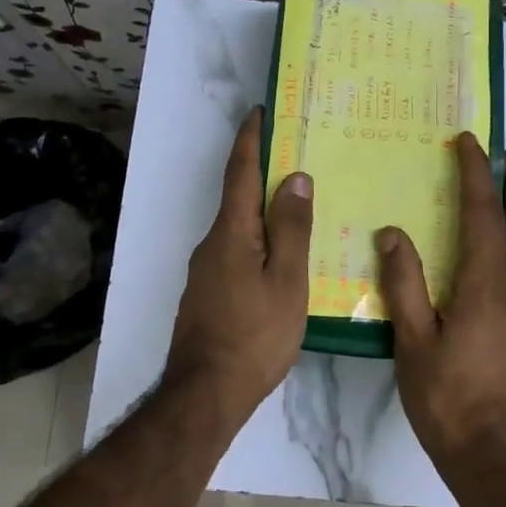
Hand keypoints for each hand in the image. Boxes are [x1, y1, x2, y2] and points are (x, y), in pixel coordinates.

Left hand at [164, 107, 313, 421]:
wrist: (206, 394)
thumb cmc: (254, 334)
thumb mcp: (286, 280)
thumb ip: (291, 228)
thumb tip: (294, 178)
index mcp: (231, 232)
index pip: (239, 172)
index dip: (250, 140)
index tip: (261, 112)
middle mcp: (212, 243)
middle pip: (238, 197)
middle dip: (263, 173)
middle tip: (298, 158)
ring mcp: (206, 271)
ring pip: (239, 228)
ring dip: (264, 210)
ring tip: (300, 208)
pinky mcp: (209, 294)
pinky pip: (237, 252)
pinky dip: (259, 240)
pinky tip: (282, 257)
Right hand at [376, 133, 505, 477]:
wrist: (497, 459)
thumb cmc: (449, 401)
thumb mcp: (414, 343)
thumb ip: (404, 285)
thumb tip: (393, 233)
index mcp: (486, 287)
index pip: (483, 215)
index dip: (475, 175)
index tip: (468, 143)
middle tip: (504, 156)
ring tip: (504, 192)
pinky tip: (494, 257)